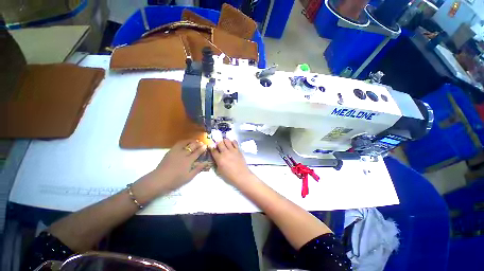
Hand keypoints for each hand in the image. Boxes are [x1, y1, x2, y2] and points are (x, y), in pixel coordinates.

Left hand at [135, 140, 208, 197]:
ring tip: (194, 140)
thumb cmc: (175, 180)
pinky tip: (185, 143)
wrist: (159, 180)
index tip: (205, 146)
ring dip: (190, 141)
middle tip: (202, 143)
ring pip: (184, 143)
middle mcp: (183, 154)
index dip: (202, 149)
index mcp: (188, 161)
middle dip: (198, 144)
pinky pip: (178, 144)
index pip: (197, 152)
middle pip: (192, 146)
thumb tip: (206, 163)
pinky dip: (183, 142)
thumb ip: (198, 169)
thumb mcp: (189, 177)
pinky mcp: (170, 152)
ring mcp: (175, 152)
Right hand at [210, 139, 252, 186]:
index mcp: (219, 159)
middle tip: (218, 145)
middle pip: (219, 143)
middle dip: (217, 143)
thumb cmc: (229, 175)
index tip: (211, 147)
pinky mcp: (238, 150)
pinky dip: (232, 142)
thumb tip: (216, 158)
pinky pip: (235, 142)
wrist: (241, 175)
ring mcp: (232, 150)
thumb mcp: (219, 170)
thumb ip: (217, 163)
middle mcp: (225, 152)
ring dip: (224, 141)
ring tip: (225, 143)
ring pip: (227, 140)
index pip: (213, 150)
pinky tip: (231, 144)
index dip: (211, 148)